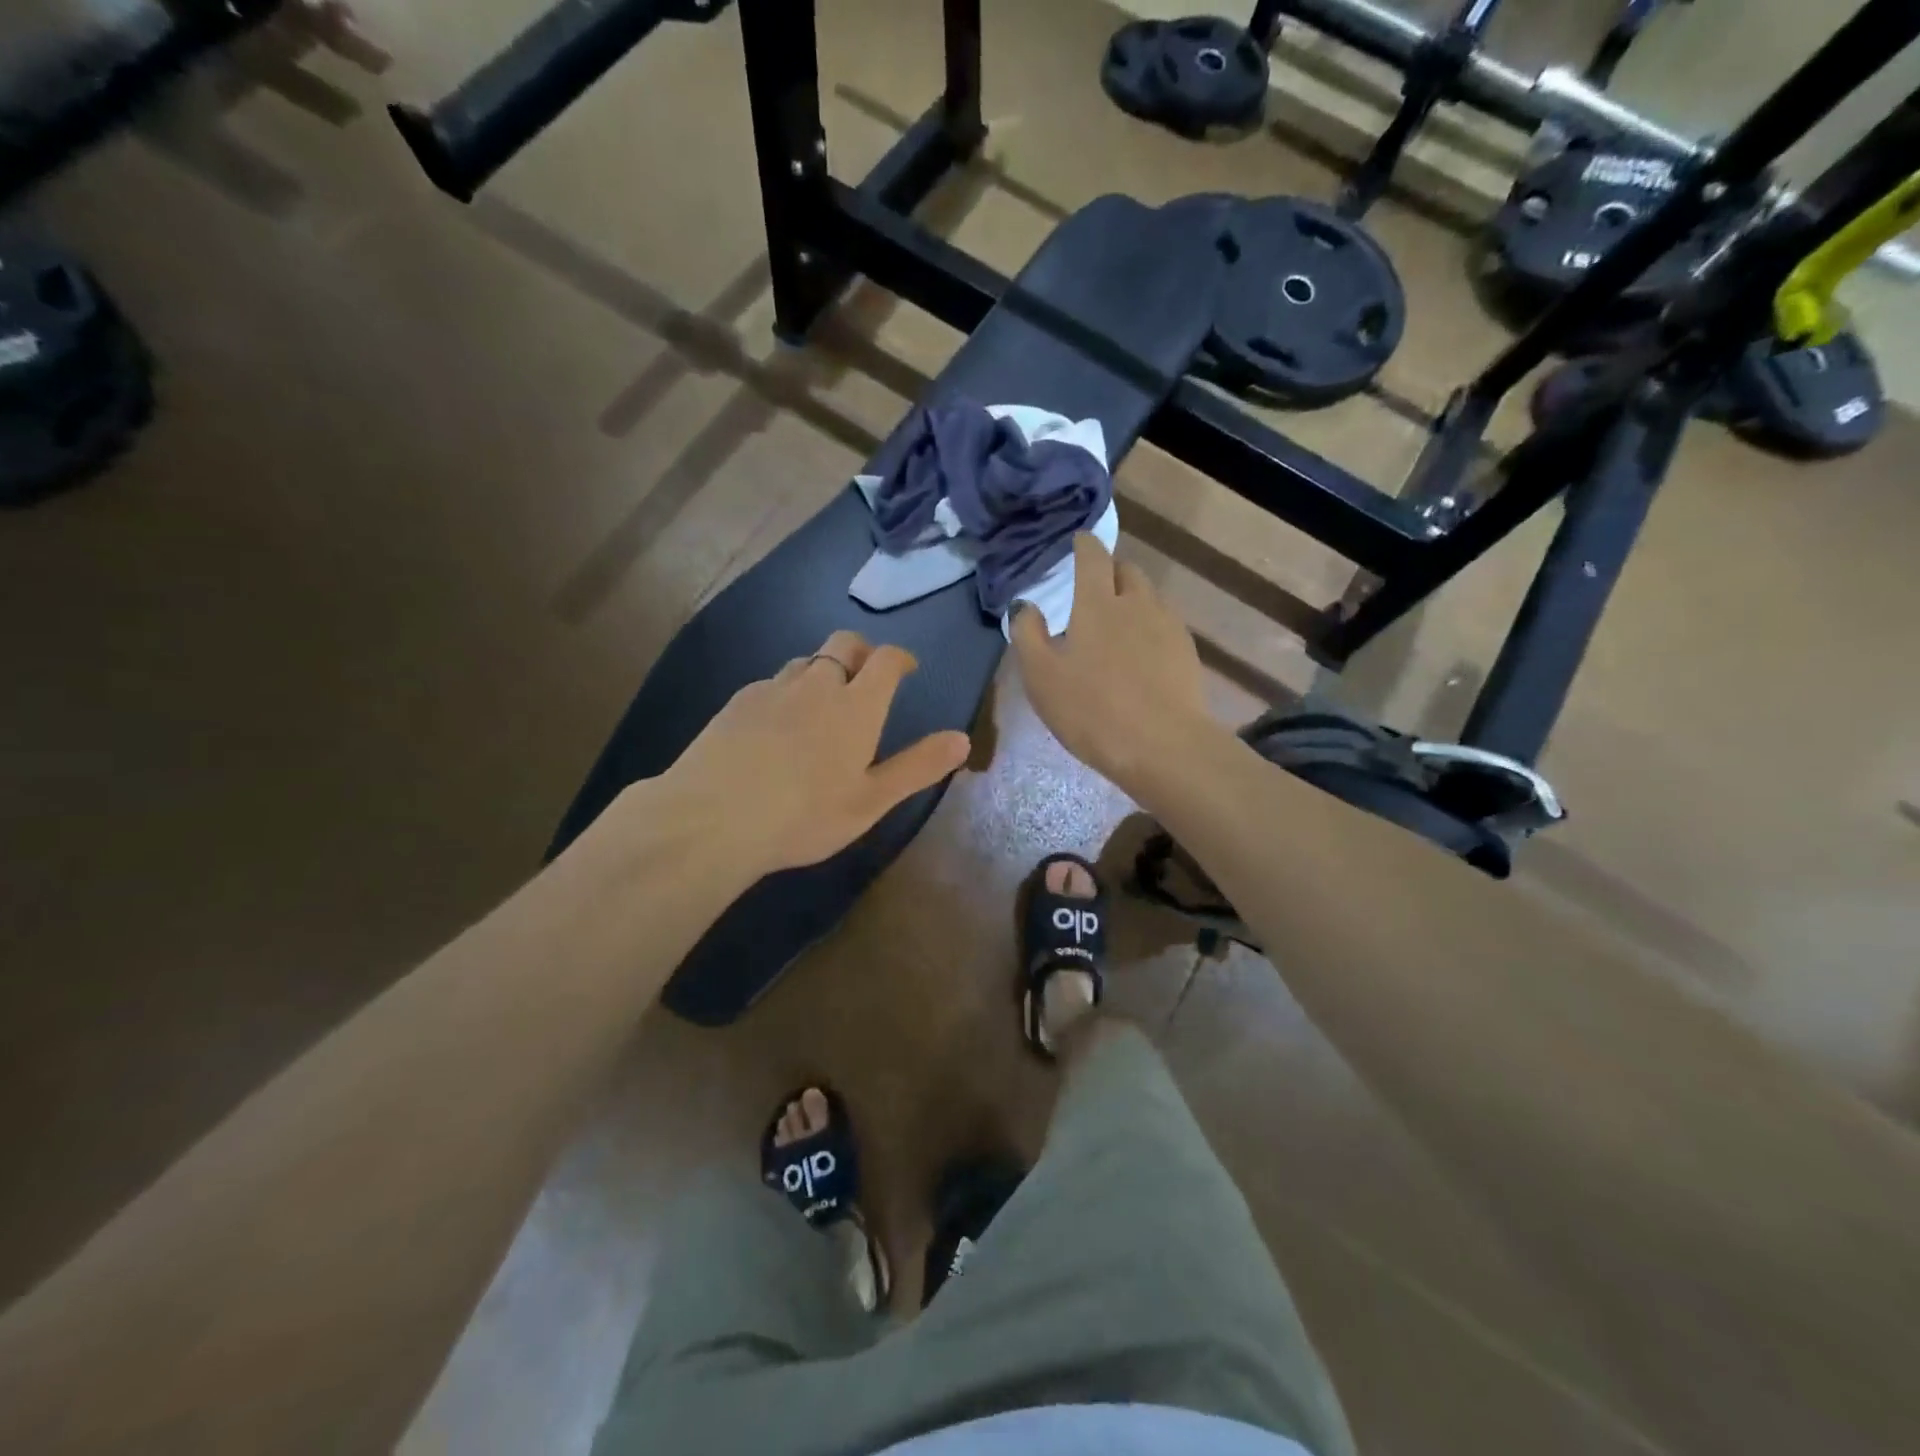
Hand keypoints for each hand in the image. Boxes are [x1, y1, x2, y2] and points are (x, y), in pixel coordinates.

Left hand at [659, 632, 970, 880]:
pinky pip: (772, 683)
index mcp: (856, 705)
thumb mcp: (871, 800)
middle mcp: (816, 684)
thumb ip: (917, 767)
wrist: (711, 818)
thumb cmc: (804, 815)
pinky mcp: (737, 702)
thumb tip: (962, 739)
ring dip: (823, 670)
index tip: (906, 668)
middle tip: (867, 675)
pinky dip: (787, 691)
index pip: (885, 660)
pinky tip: (777, 724)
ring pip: (805, 661)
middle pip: (843, 643)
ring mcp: (772, 689)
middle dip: (862, 651)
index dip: (900, 658)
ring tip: (823, 702)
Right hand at [1012, 534, 1216, 794]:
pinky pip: (1164, 624)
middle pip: (1126, 570)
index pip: (1092, 556)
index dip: (1083, 545)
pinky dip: (1148, 626)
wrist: (1162, 746)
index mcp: (1097, 603)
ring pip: (1148, 597)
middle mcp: (1137, 603)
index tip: (1077, 543)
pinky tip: (1140, 654)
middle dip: (1109, 571)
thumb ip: (1028, 634)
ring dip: (1131, 599)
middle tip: (1093, 590)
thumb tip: (1027, 606)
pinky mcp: (1187, 652)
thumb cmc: (1091, 710)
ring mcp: (1168, 626)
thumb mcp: (1041, 677)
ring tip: (1117, 624)